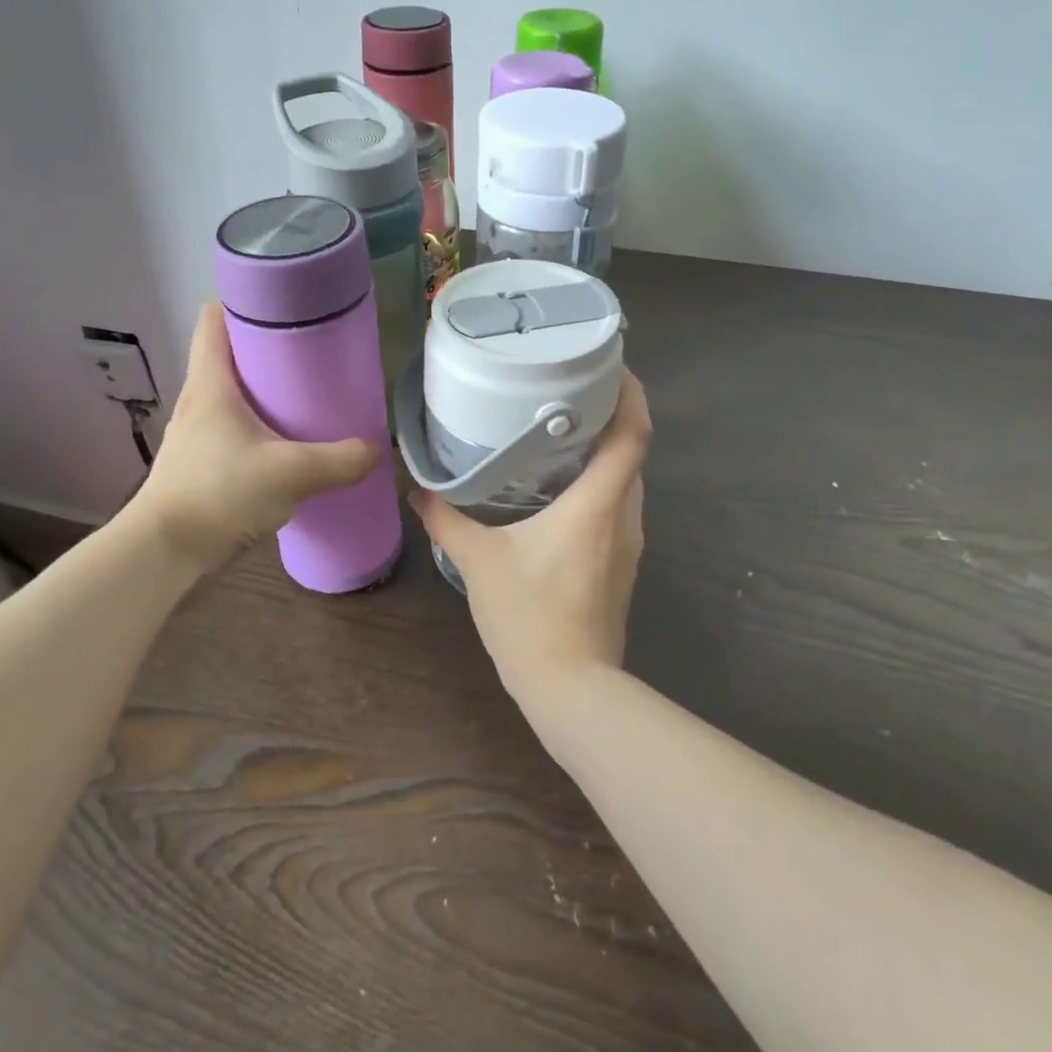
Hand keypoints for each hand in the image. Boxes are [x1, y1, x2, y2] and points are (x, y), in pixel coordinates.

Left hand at [131, 302, 379, 574]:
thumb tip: (377, 450)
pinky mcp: (202, 463)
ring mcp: (197, 433)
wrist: (166, 553)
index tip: (284, 306)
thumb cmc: (220, 494)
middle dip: (269, 349)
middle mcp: (199, 399)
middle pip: (230, 354)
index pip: (214, 317)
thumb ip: (340, 460)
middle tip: (313, 355)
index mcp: (211, 382)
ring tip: (307, 399)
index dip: (244, 302)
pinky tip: (289, 446)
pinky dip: (261, 428)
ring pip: (234, 395)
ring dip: (266, 392)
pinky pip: (235, 430)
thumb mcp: (291, 473)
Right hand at [410, 371, 651, 697]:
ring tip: (561, 436)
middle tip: (569, 395)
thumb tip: (418, 491)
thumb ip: (446, 520)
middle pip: (632, 453)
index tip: (611, 365)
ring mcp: (628, 544)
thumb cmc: (529, 614)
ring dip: (603, 456)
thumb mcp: (479, 561)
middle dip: (610, 419)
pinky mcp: (622, 566)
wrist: (570, 686)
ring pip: (625, 484)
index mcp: (599, 503)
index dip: (630, 394)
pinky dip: (598, 488)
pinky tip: (560, 492)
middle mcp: (625, 516)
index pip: (633, 434)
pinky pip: (617, 509)